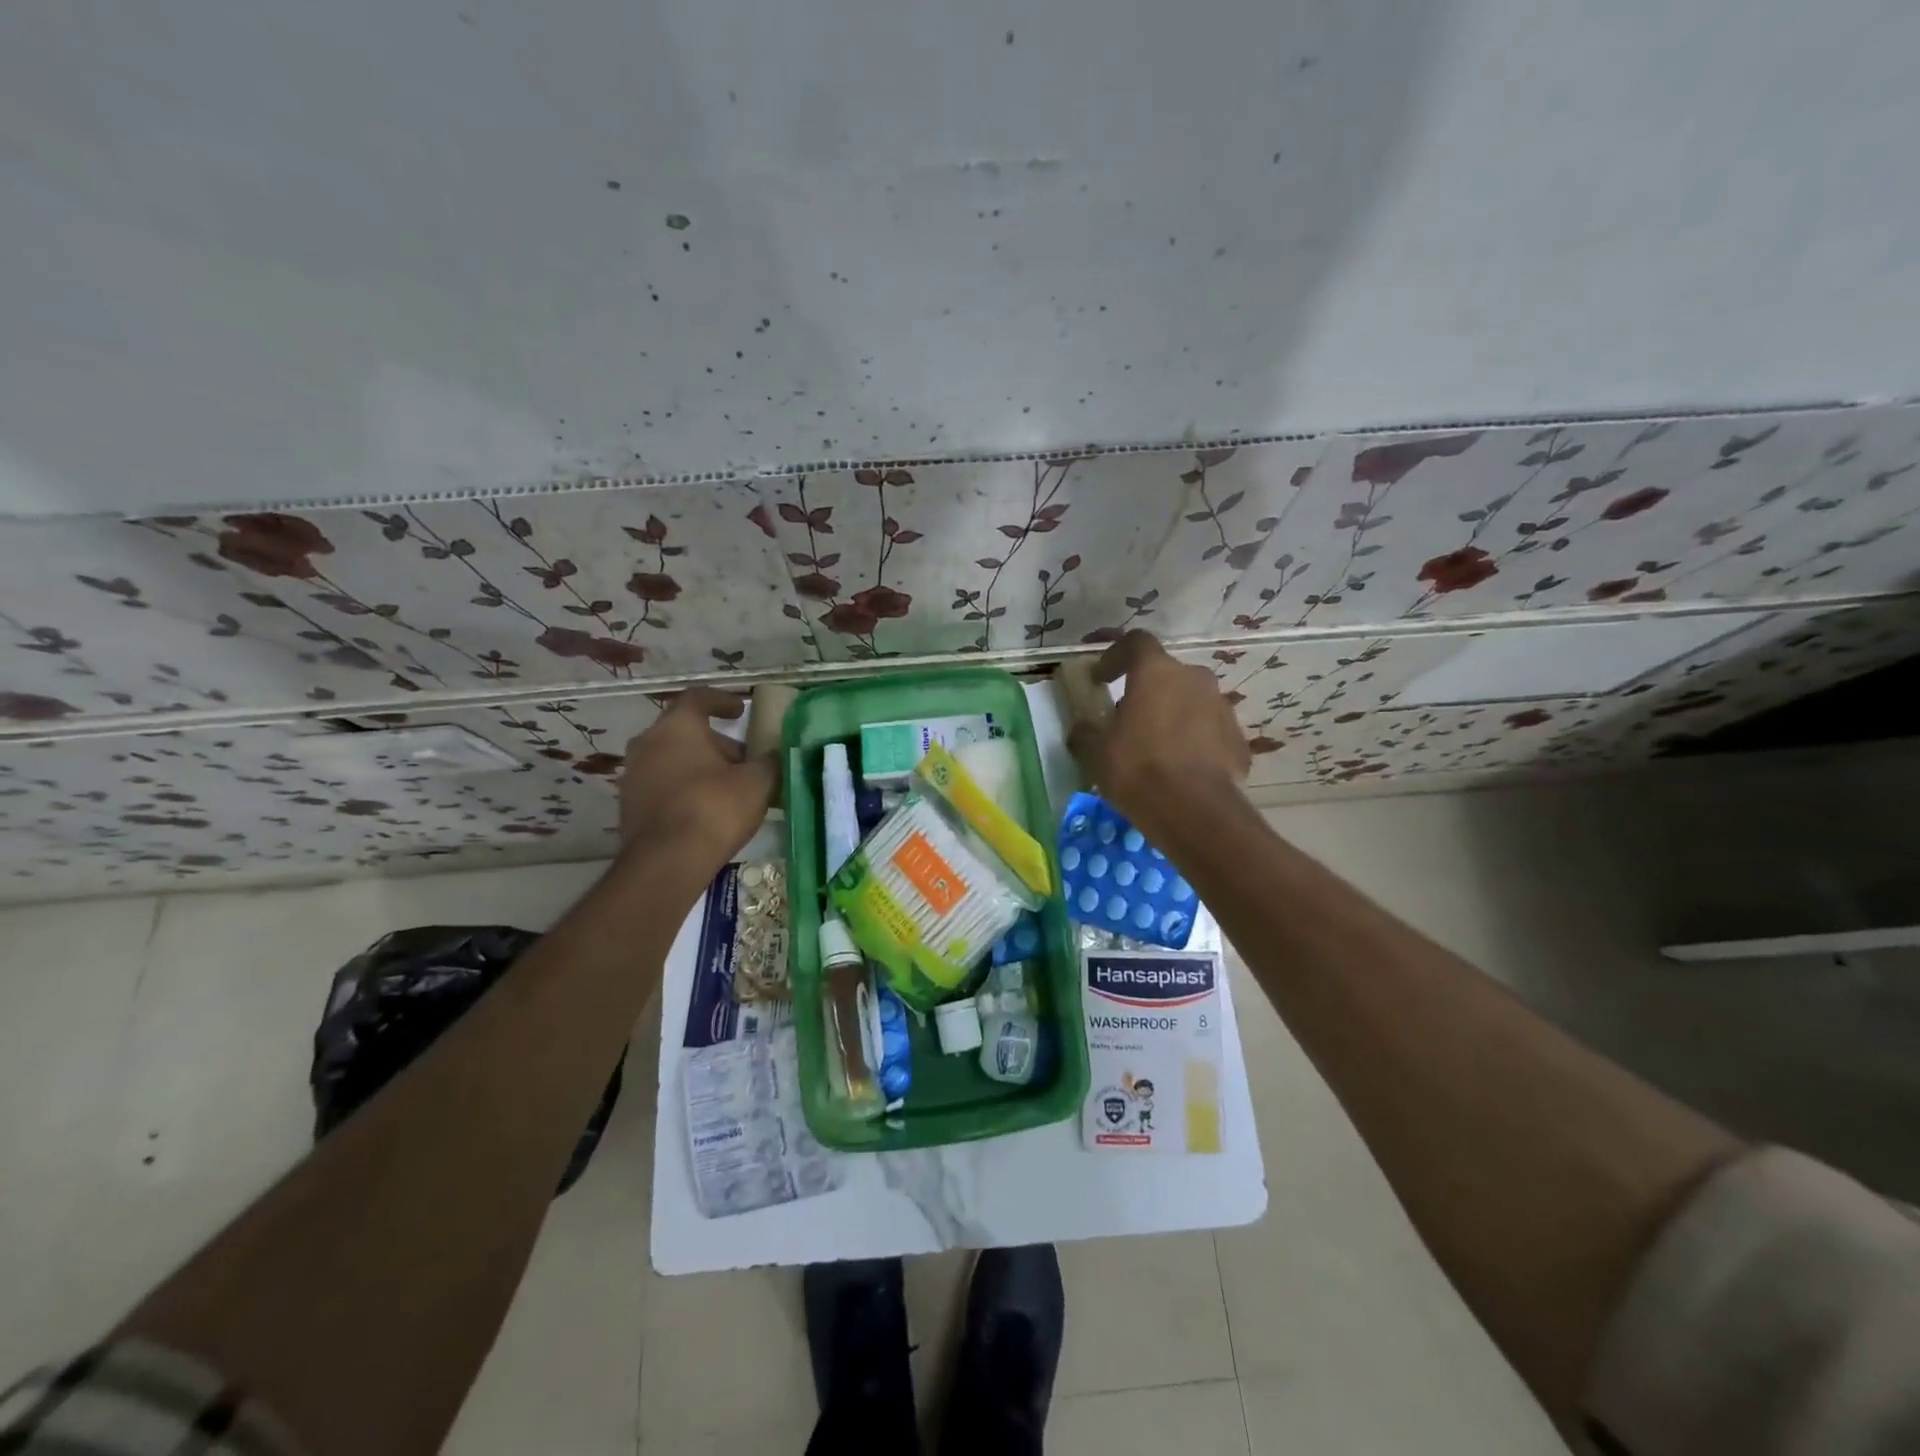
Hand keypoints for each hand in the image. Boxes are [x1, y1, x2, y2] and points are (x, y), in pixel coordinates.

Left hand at [617, 687, 776, 870]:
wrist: (666, 862)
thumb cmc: (714, 808)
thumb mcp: (757, 782)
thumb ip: (769, 762)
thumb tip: (775, 754)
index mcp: (676, 727)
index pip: (698, 698)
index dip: (723, 700)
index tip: (741, 710)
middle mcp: (647, 743)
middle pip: (685, 732)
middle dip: (716, 743)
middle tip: (744, 760)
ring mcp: (633, 776)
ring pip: (672, 760)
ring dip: (700, 767)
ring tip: (730, 787)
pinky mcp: (630, 807)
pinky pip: (663, 786)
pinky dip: (685, 789)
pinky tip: (708, 809)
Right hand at [1066, 631, 1250, 839]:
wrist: (1195, 811)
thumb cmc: (1137, 769)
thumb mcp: (1095, 753)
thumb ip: (1085, 733)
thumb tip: (1081, 730)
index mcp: (1156, 672)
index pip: (1135, 643)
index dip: (1114, 655)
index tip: (1100, 677)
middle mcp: (1194, 679)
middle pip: (1166, 674)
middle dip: (1146, 690)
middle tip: (1127, 717)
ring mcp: (1221, 708)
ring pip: (1191, 701)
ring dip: (1172, 715)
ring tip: (1155, 746)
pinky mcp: (1238, 739)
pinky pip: (1209, 731)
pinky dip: (1193, 741)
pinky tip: (1179, 767)